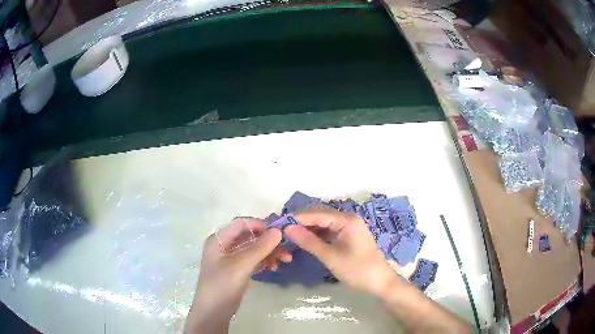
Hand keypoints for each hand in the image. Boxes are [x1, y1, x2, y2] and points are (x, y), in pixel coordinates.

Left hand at [185, 218, 290, 333]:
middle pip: (250, 236)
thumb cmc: (222, 285)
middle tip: (287, 249)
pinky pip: (254, 260)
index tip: (280, 232)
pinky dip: (265, 261)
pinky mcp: (238, 269)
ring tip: (286, 260)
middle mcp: (225, 245)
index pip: (242, 224)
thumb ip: (259, 248)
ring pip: (254, 248)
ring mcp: (231, 258)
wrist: (214, 312)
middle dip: (269, 242)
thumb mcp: (240, 266)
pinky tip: (275, 267)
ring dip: (270, 252)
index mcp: (219, 239)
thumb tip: (278, 231)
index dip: (261, 225)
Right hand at [284, 209, 402, 295]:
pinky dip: (316, 236)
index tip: (278, 224)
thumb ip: (308, 241)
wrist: (380, 282)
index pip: (317, 214)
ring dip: (308, 230)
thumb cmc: (357, 270)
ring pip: (323, 224)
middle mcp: (348, 219)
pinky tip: (305, 241)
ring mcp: (349, 227)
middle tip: (281, 232)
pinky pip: (329, 232)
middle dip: (301, 223)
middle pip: (319, 217)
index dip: (297, 218)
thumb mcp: (330, 257)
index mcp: (346, 220)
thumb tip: (287, 228)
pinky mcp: (348, 236)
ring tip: (289, 237)